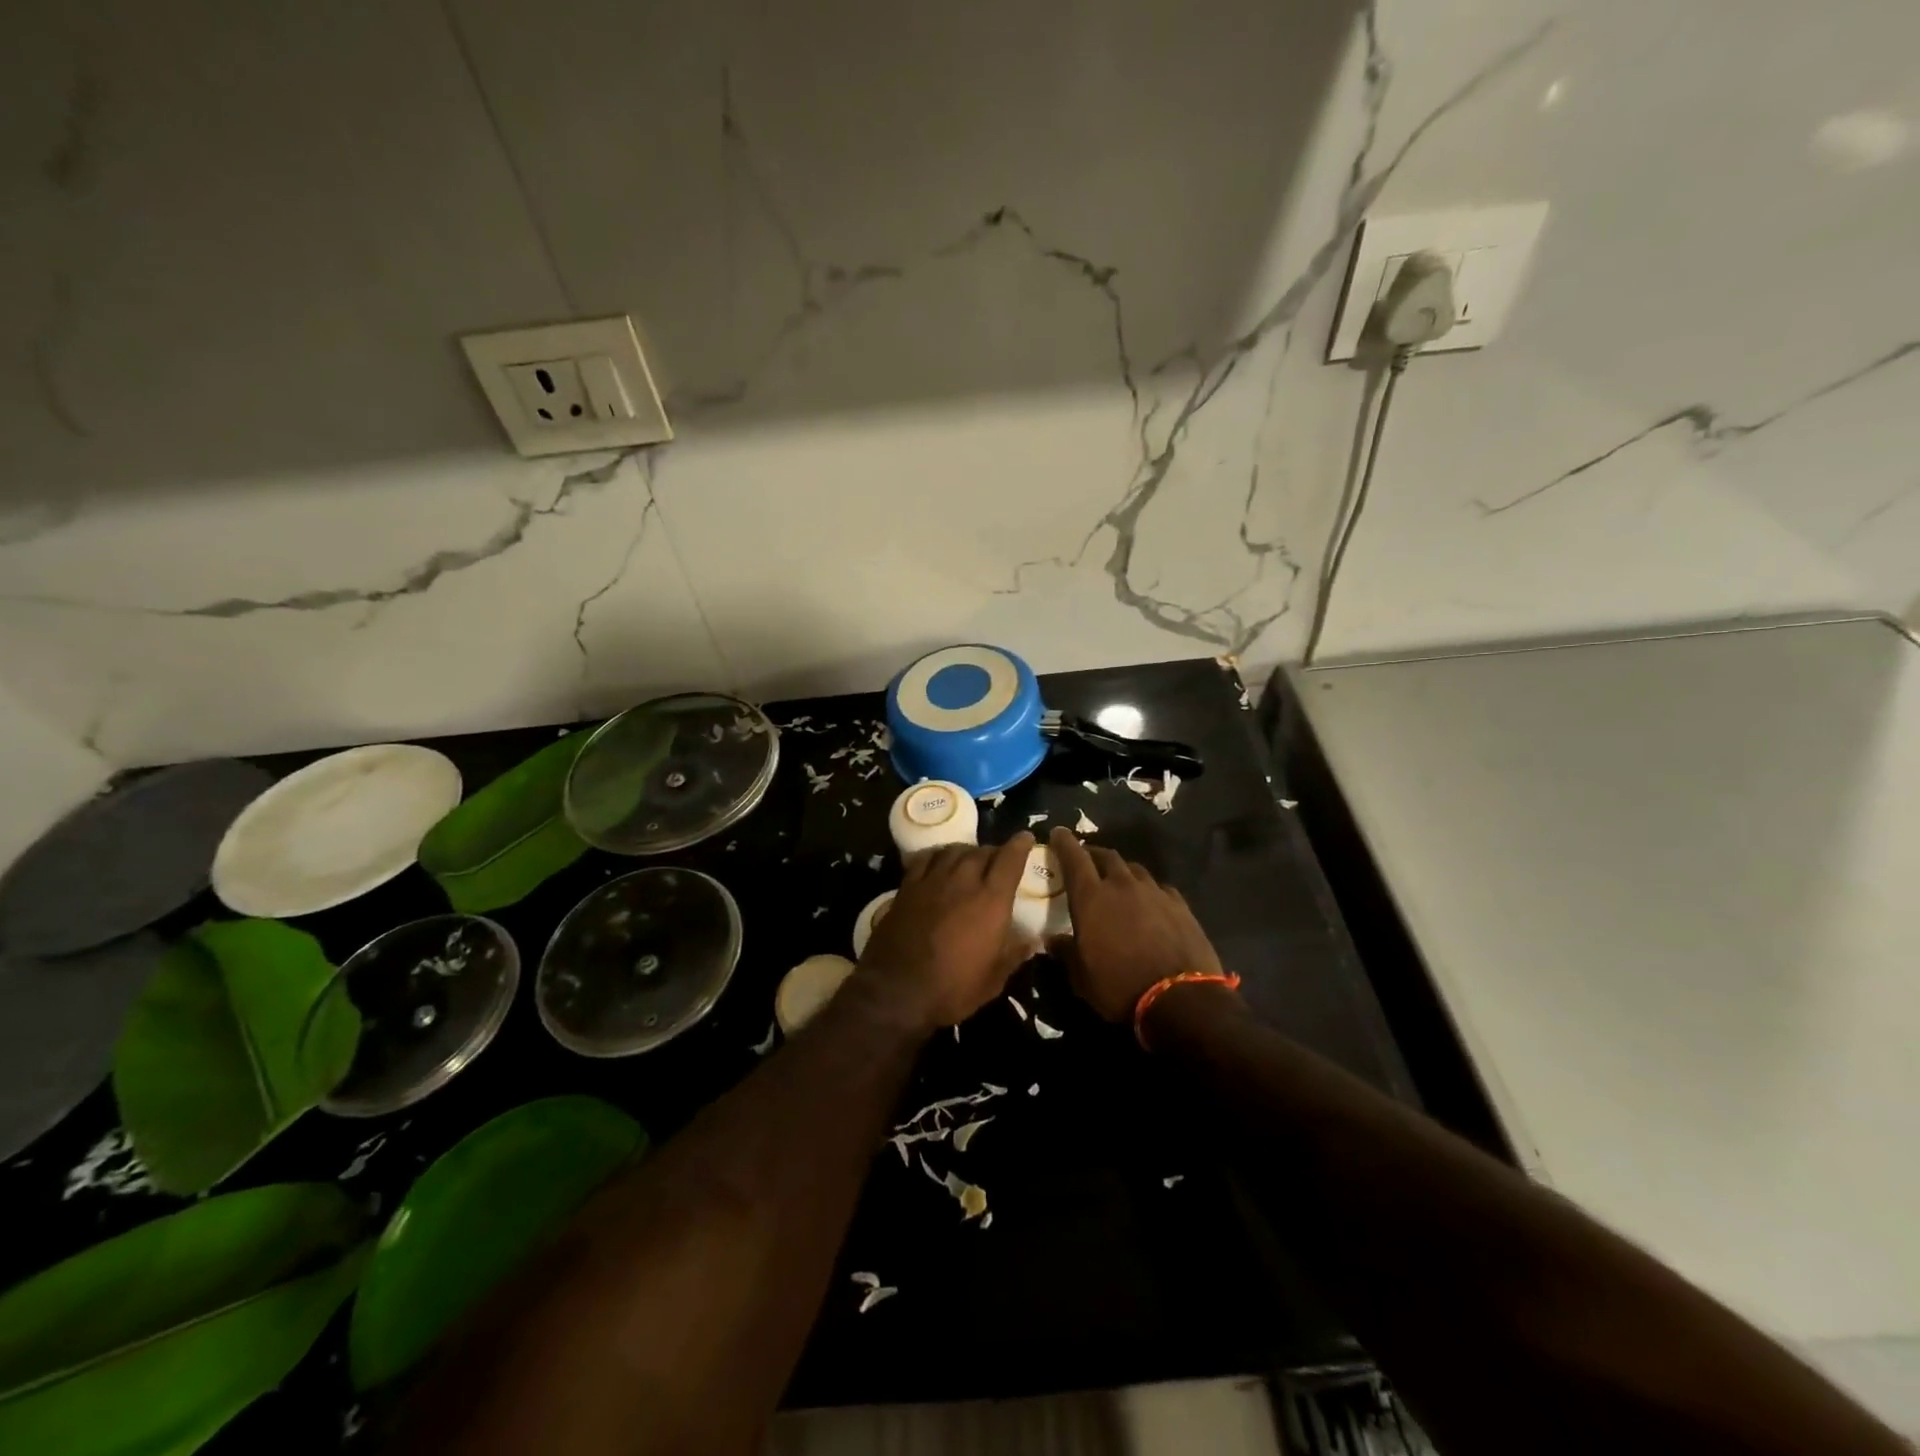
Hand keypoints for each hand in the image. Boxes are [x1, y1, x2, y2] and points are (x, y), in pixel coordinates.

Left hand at [855, 833, 1034, 1032]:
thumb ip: (1014, 955)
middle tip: (997, 860)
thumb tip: (1033, 941)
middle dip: (993, 852)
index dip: (1019, 846)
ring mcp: (932, 881)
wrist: (897, 990)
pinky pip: (925, 859)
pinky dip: (937, 855)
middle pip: (981, 852)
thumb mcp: (993, 980)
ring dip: (966, 851)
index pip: (1009, 860)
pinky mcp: (907, 887)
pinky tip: (938, 861)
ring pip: (953, 851)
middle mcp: (963, 882)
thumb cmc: (952, 989)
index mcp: (991, 901)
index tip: (1025, 837)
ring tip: (969, 858)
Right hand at [1047, 827, 1224, 1021]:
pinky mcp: (1180, 905)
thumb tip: (1053, 940)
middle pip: (1107, 856)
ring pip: (1134, 869)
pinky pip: (1159, 888)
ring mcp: (1155, 892)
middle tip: (1087, 861)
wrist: (1181, 1000)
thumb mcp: (1081, 977)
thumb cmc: (1119, 987)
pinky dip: (1149, 891)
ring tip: (1118, 882)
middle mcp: (1122, 885)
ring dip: (1122, 872)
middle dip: (1093, 855)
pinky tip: (1150, 903)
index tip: (1058, 833)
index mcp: (1091, 898)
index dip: (1064, 843)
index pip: (1074, 858)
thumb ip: (1065, 952)